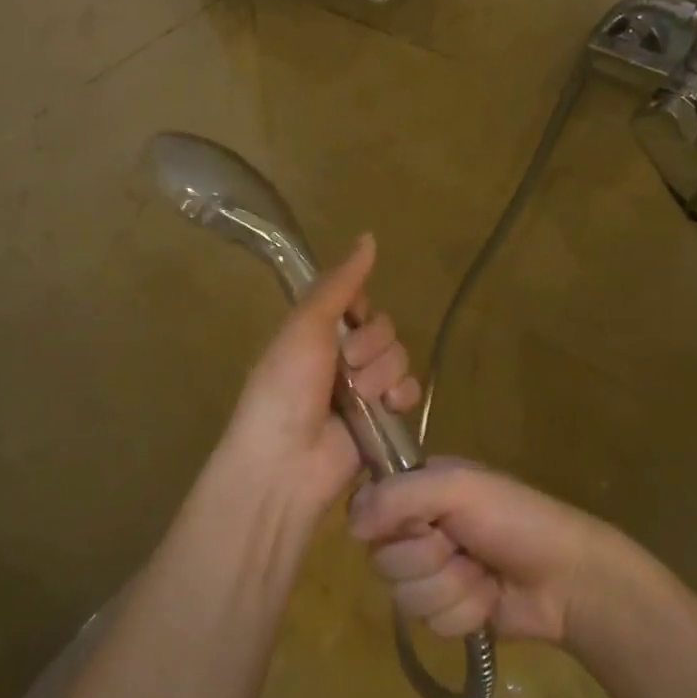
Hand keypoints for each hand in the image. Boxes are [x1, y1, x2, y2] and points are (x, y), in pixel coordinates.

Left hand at [216, 234, 421, 517]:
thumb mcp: (306, 324)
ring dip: (381, 373)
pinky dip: (401, 396)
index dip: (360, 309)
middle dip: (370, 345)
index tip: (349, 319)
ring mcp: (364, 389)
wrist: (286, 461)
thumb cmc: (286, 386)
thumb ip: (340, 283)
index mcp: (317, 332)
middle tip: (347, 366)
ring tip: (358, 397)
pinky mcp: (383, 419)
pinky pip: (410, 390)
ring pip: (399, 357)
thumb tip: (369, 236)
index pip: (359, 302)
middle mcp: (341, 356)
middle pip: (384, 328)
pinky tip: (386, 406)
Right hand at [347, 461, 611, 643]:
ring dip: (450, 588)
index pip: (366, 510)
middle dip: (428, 560)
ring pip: (404, 596)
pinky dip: (464, 612)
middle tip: (461, 546)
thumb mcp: (459, 488)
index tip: (420, 524)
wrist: (569, 579)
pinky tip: (489, 598)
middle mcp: (417, 528)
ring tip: (482, 573)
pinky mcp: (448, 611)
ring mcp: (432, 573)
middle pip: (382, 559)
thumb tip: (350, 524)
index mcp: (417, 488)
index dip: (388, 525)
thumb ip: (400, 496)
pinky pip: (430, 623)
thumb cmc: (515, 519)